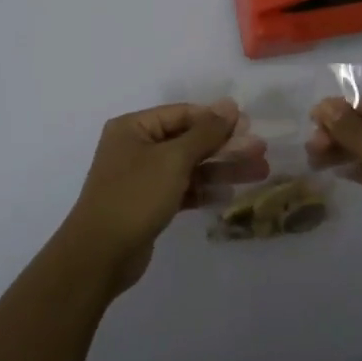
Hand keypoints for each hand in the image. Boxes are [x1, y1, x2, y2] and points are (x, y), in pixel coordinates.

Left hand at [59, 99, 262, 293]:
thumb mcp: (173, 159)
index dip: (216, 119)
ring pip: (189, 166)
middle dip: (225, 146)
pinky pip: (182, 189)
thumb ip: (205, 132)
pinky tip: (230, 194)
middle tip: (261, 152)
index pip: (182, 114)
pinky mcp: (149, 204)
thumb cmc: (135, 196)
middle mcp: (136, 147)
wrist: (100, 255)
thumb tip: (230, 105)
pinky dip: (204, 190)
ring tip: (259, 172)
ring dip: (222, 168)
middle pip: (189, 140)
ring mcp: (142, 177)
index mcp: (134, 127)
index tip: (249, 126)